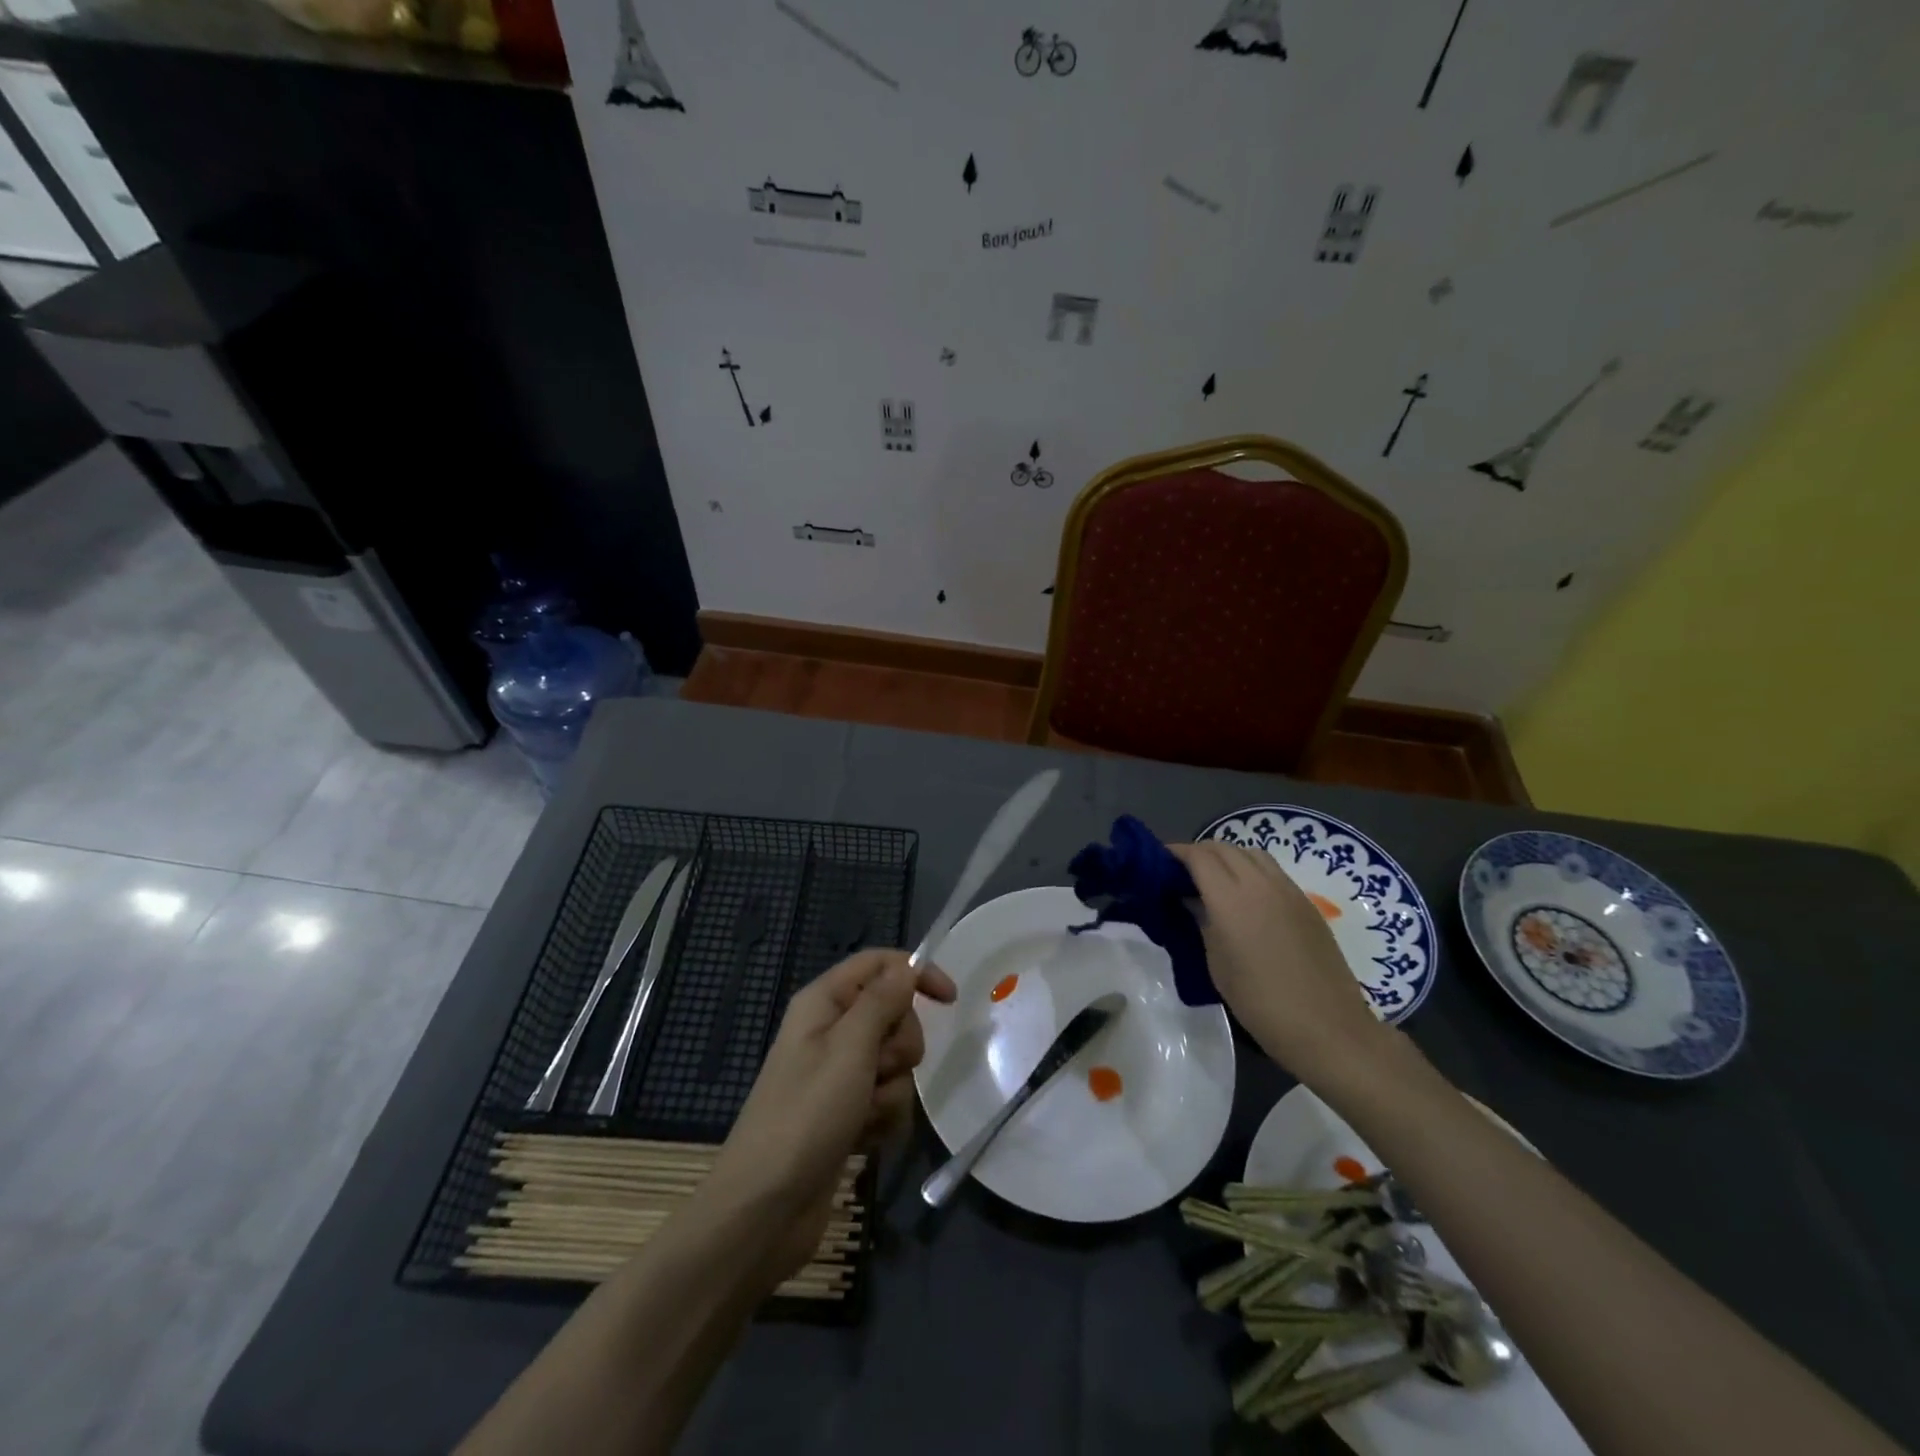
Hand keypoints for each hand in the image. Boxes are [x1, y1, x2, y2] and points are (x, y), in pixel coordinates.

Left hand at [705, 950, 955, 1281]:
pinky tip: (865, 1138)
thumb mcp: (849, 1048)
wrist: (765, 1209)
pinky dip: (884, 1117)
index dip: (916, 973)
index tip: (950, 999)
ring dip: (892, 1089)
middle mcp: (831, 1031)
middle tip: (879, 1069)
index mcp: (824, 1002)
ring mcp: (839, 1075)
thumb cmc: (806, 1116)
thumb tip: (908, 967)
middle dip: (899, 1044)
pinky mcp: (847, 1113)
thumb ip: (882, 1001)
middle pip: (893, 1013)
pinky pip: (887, 1098)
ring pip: (895, 1061)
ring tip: (865, 1113)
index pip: (879, 964)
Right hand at [1169, 841, 1390, 1084]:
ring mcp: (1288, 890)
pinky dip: (1250, 869)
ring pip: (1251, 853)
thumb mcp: (1217, 963)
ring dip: (1227, 857)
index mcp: (1231, 899)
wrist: (1327, 1028)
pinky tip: (1245, 895)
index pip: (1199, 856)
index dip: (1176, 853)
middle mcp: (1260, 883)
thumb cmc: (1260, 1002)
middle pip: (1224, 848)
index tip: (1159, 861)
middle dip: (1199, 852)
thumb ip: (1201, 922)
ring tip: (1213, 879)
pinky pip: (1272, 870)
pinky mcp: (1306, 902)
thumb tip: (1190, 899)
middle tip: (1181, 872)